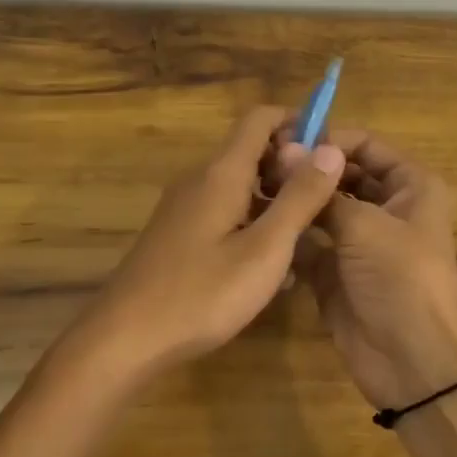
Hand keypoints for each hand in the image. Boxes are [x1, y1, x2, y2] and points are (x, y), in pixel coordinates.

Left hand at [68, 105, 345, 383]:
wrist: (126, 338)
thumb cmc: (202, 294)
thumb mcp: (265, 249)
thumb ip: (299, 198)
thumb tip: (330, 149)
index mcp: (221, 173)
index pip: (261, 118)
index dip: (299, 123)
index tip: (330, 154)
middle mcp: (200, 180)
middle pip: (251, 150)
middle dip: (292, 166)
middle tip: (327, 202)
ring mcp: (186, 208)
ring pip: (240, 185)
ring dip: (276, 198)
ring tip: (308, 235)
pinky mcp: (179, 234)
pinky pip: (225, 211)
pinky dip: (253, 222)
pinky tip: (271, 264)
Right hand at [275, 128, 456, 410]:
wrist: (414, 363)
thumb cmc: (401, 280)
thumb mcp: (365, 226)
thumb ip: (322, 191)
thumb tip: (286, 151)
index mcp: (410, 187)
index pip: (366, 146)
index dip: (328, 140)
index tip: (284, 140)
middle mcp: (386, 208)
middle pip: (341, 175)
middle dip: (306, 171)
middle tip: (260, 165)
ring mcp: (359, 242)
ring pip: (322, 209)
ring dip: (294, 201)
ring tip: (250, 189)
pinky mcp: (335, 272)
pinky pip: (308, 244)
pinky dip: (288, 235)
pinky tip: (256, 224)